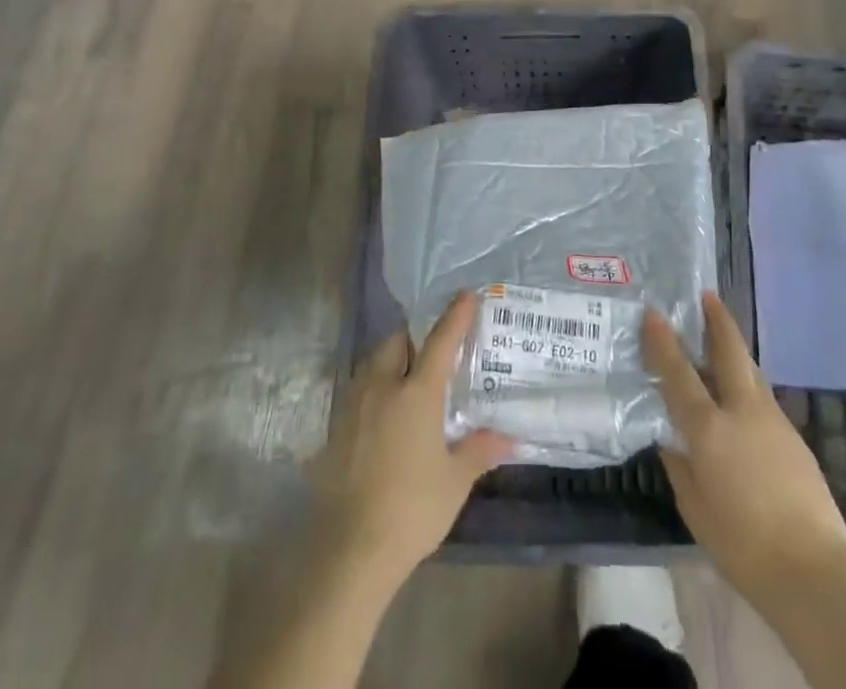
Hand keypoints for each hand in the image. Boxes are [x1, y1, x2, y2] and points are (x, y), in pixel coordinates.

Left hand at [310, 290, 514, 585]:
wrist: (351, 550)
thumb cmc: (412, 510)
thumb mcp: (455, 481)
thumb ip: (479, 450)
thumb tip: (509, 437)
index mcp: (417, 393)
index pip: (440, 341)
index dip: (455, 316)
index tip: (466, 294)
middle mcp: (383, 387)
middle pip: (397, 342)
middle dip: (414, 338)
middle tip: (432, 354)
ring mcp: (355, 406)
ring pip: (373, 364)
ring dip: (391, 361)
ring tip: (409, 382)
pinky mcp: (336, 428)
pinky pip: (359, 391)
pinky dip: (375, 390)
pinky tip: (385, 417)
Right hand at [645, 292, 845, 603]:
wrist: (816, 572)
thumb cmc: (743, 546)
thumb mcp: (696, 510)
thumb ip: (680, 466)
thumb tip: (671, 439)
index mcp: (710, 428)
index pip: (679, 373)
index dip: (663, 341)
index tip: (654, 312)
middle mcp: (742, 412)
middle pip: (730, 352)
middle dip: (718, 320)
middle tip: (708, 296)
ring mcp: (774, 422)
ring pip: (750, 373)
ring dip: (734, 351)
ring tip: (721, 340)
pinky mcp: (795, 439)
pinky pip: (763, 400)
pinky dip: (747, 386)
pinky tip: (741, 402)